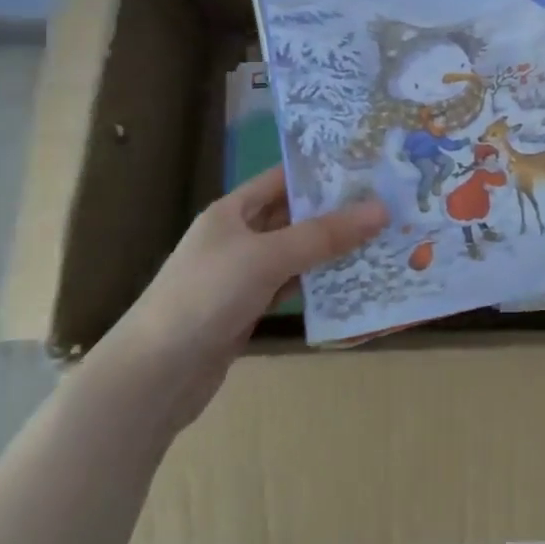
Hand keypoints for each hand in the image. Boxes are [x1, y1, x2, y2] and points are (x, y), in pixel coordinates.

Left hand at [100, 168, 386, 430]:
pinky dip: (319, 284)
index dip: (322, 172)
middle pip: (295, 216)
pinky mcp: (249, 309)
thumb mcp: (267, 257)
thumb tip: (381, 209)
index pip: (283, 179)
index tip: (370, 168)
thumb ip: (324, 235)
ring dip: (333, 250)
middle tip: (390, 205)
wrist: (154, 375)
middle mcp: (238, 237)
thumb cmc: (206, 296)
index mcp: (233, 211)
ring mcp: (243, 275)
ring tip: (383, 239)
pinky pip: (292, 286)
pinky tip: (353, 282)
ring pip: (297, 254)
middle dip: (337, 212)